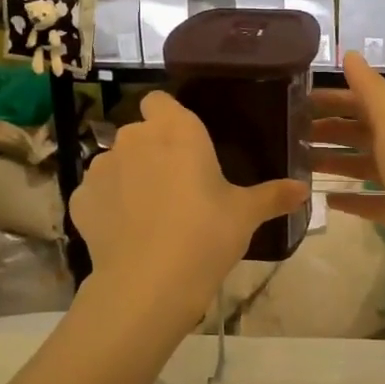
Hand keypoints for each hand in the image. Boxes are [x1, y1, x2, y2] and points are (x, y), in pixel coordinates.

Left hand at [70, 91, 306, 332]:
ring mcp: (101, 166)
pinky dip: (108, 205)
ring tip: (148, 213)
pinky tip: (125, 232)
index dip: (167, 117)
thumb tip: (304, 190)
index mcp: (176, 129)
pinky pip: (96, 193)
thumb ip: (273, 195)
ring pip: (115, 162)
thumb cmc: (206, 235)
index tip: (183, 144)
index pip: (159, 101)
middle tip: (176, 186)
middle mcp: (134, 138)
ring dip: (129, 177)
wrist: (149, 282)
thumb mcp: (246, 215)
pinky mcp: (80, 198)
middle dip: (152, 151)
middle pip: (139, 133)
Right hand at [312, 53, 384, 297]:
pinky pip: (368, 202)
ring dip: (334, 161)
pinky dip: (348, 198)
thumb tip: (350, 53)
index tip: (296, 101)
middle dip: (328, 130)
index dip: (332, 99)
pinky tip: (326, 200)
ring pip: (361, 166)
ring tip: (300, 164)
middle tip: (289, 134)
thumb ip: (371, 91)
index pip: (361, 103)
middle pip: (359, 133)